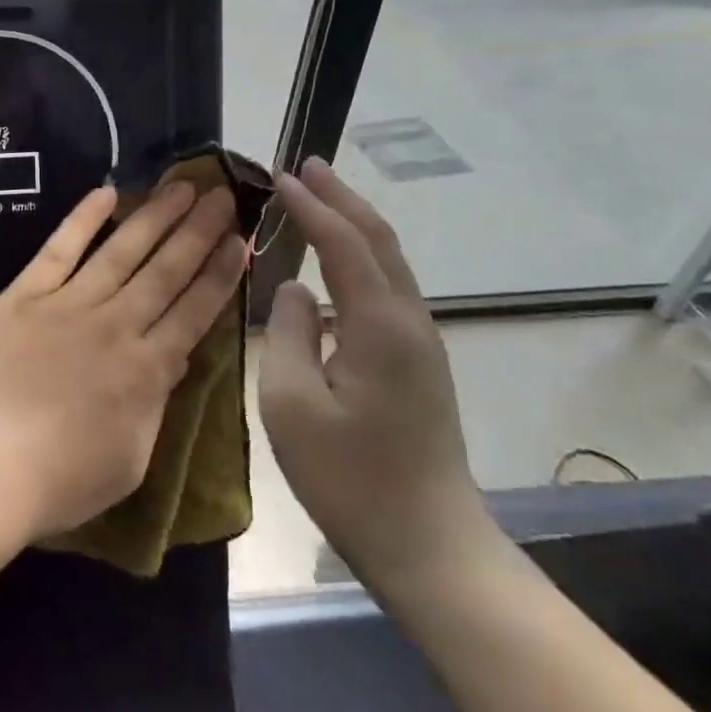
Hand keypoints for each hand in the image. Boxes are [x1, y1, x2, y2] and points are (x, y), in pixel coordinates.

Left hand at [0, 181, 245, 541]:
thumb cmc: (60, 481)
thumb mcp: (131, 459)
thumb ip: (155, 403)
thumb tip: (172, 360)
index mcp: (147, 370)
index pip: (195, 310)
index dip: (220, 273)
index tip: (240, 240)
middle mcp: (115, 325)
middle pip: (166, 270)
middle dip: (199, 230)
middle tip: (222, 195)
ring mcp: (68, 305)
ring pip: (122, 250)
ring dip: (155, 216)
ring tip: (182, 185)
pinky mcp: (24, 296)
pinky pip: (59, 249)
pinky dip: (82, 219)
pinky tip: (107, 192)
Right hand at [259, 158, 494, 596]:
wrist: (431, 546)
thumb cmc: (350, 479)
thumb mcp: (293, 405)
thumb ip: (289, 334)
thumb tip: (296, 290)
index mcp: (379, 325)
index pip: (343, 243)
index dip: (311, 206)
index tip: (280, 176)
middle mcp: (409, 321)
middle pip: (379, 240)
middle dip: (343, 198)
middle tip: (307, 166)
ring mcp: (421, 344)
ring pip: (388, 263)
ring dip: (353, 225)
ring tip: (319, 201)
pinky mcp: (419, 365)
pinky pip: (388, 291)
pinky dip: (360, 259)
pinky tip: (336, 268)